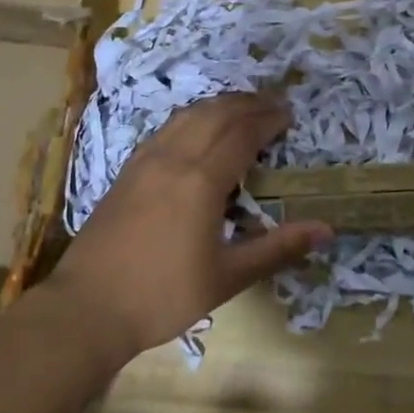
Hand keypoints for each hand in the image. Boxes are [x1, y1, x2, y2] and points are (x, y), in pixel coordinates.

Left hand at [43, 92, 331, 361]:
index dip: (268, 120)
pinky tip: (198, 127)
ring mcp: (146, 159)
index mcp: (201, 180)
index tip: (290, 116)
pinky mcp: (128, 168)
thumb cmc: (163, 296)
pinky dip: (193, 115)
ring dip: (221, 104)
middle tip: (275, 105)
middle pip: (217, 113)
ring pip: (189, 114)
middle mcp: (174, 157)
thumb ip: (277, 248)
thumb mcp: (227, 278)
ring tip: (243, 107)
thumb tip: (327, 229)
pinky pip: (168, 126)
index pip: (242, 133)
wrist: (87, 308)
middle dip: (249, 103)